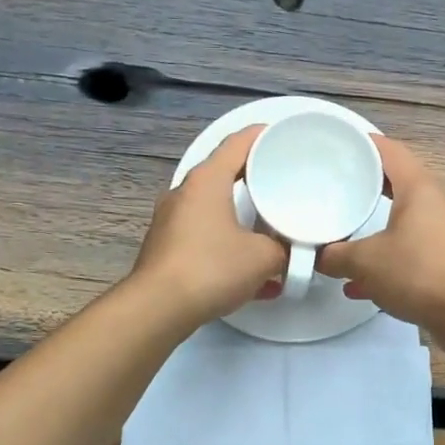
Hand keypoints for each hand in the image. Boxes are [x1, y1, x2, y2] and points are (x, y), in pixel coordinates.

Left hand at [127, 126, 287, 330]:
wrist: (158, 308)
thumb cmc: (212, 267)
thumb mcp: (263, 257)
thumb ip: (282, 248)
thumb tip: (286, 251)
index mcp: (207, 180)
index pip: (237, 143)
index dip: (262, 136)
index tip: (283, 137)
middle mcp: (185, 193)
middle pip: (225, 175)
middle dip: (256, 181)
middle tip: (284, 186)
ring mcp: (172, 221)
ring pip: (217, 211)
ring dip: (244, 222)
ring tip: (273, 237)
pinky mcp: (168, 248)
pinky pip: (207, 239)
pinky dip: (231, 250)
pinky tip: (256, 281)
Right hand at [318, 135, 444, 333]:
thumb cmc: (418, 272)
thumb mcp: (365, 262)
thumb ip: (335, 256)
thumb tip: (317, 257)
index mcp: (418, 188)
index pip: (389, 150)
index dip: (363, 142)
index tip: (338, 142)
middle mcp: (435, 202)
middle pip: (396, 182)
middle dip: (365, 184)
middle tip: (334, 185)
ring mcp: (444, 232)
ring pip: (402, 219)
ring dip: (374, 226)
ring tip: (343, 233)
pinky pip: (409, 248)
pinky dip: (386, 258)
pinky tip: (360, 284)